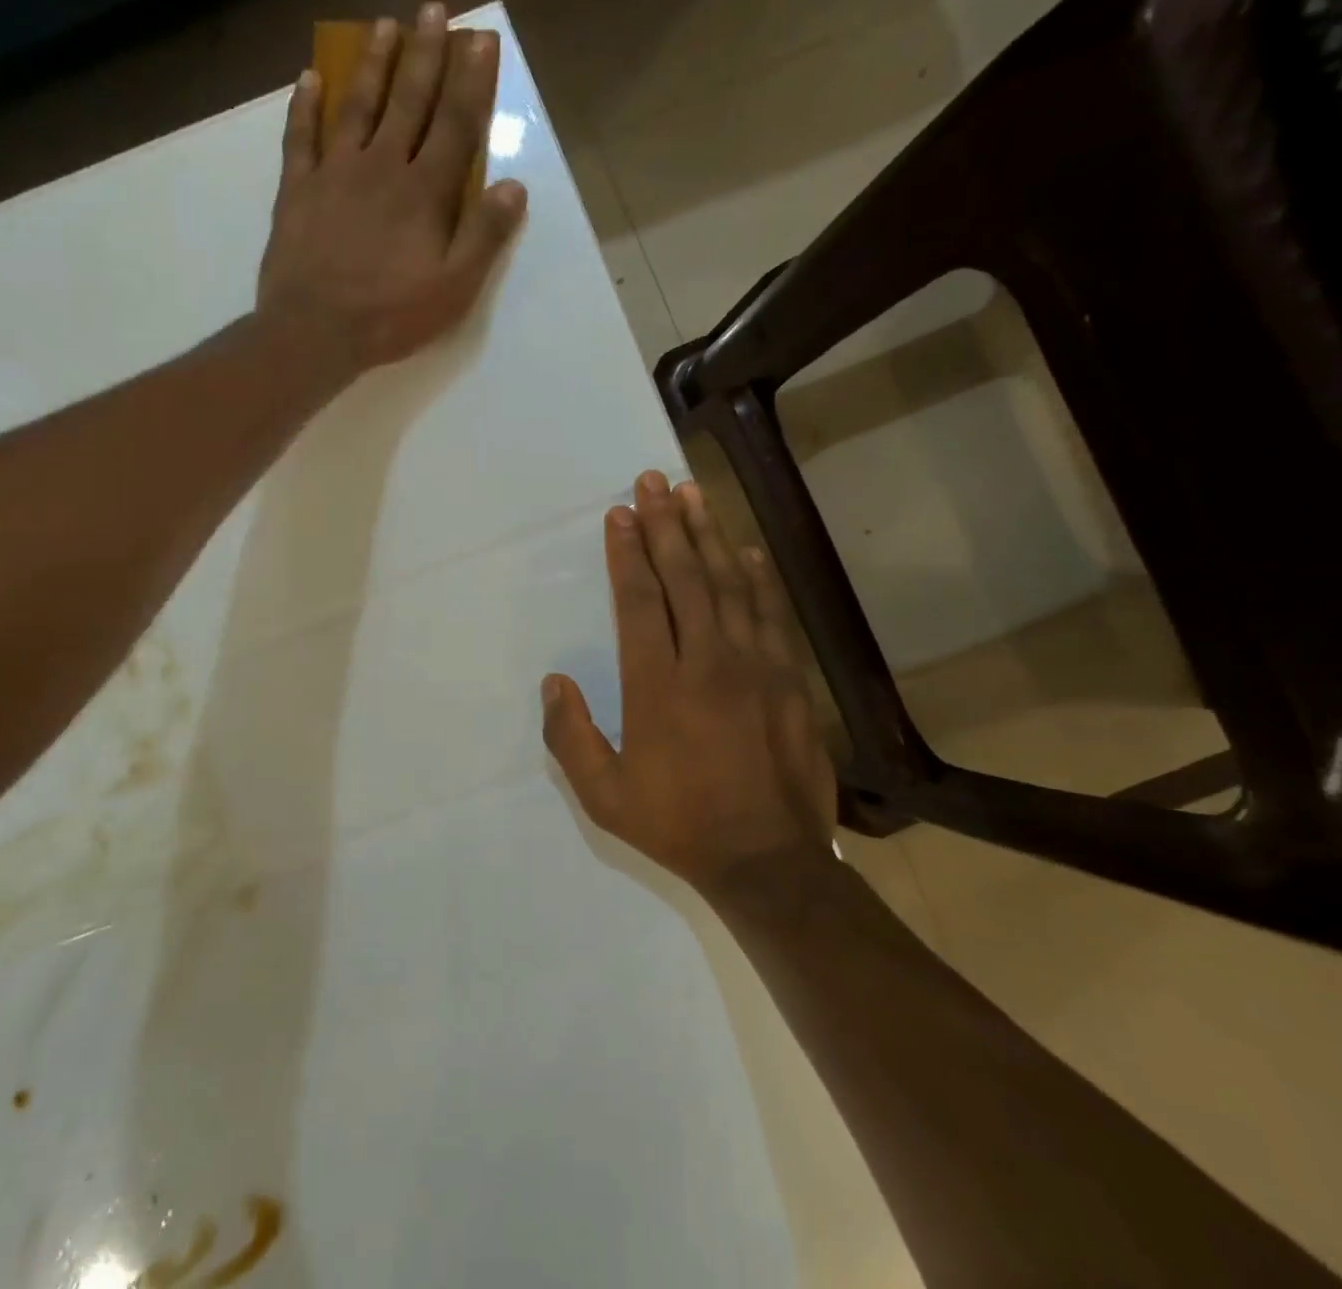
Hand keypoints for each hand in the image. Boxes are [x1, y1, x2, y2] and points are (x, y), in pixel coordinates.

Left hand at [257, 2, 528, 372]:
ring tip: (384, 26)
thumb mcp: (454, 289)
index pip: (455, 125)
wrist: (315, 331)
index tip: (481, 40)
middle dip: (425, 54)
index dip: (471, 82)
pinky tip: (309, 79)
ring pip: (357, 106)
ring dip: (373, 64)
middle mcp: (382, 167)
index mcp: (425, 192)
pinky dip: (305, 106)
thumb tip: (514, 187)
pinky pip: (301, 137)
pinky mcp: (298, 190)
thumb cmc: (392, 316)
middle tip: (433, 9)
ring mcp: (335, 174)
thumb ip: (485, 236)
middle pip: (408, 101)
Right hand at [542, 472, 838, 893]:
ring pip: (727, 585)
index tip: (620, 514)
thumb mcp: (604, 797)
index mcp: (657, 687)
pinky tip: (746, 551)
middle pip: (684, 578)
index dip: (628, 554)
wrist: (768, 860)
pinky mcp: (787, 678)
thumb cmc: (678, 825)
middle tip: (654, 481)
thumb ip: (570, 737)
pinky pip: (769, 614)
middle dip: (665, 525)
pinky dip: (756, 578)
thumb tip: (554, 681)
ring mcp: (753, 666)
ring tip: (693, 495)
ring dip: (707, 536)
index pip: (640, 602)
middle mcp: (706, 662)